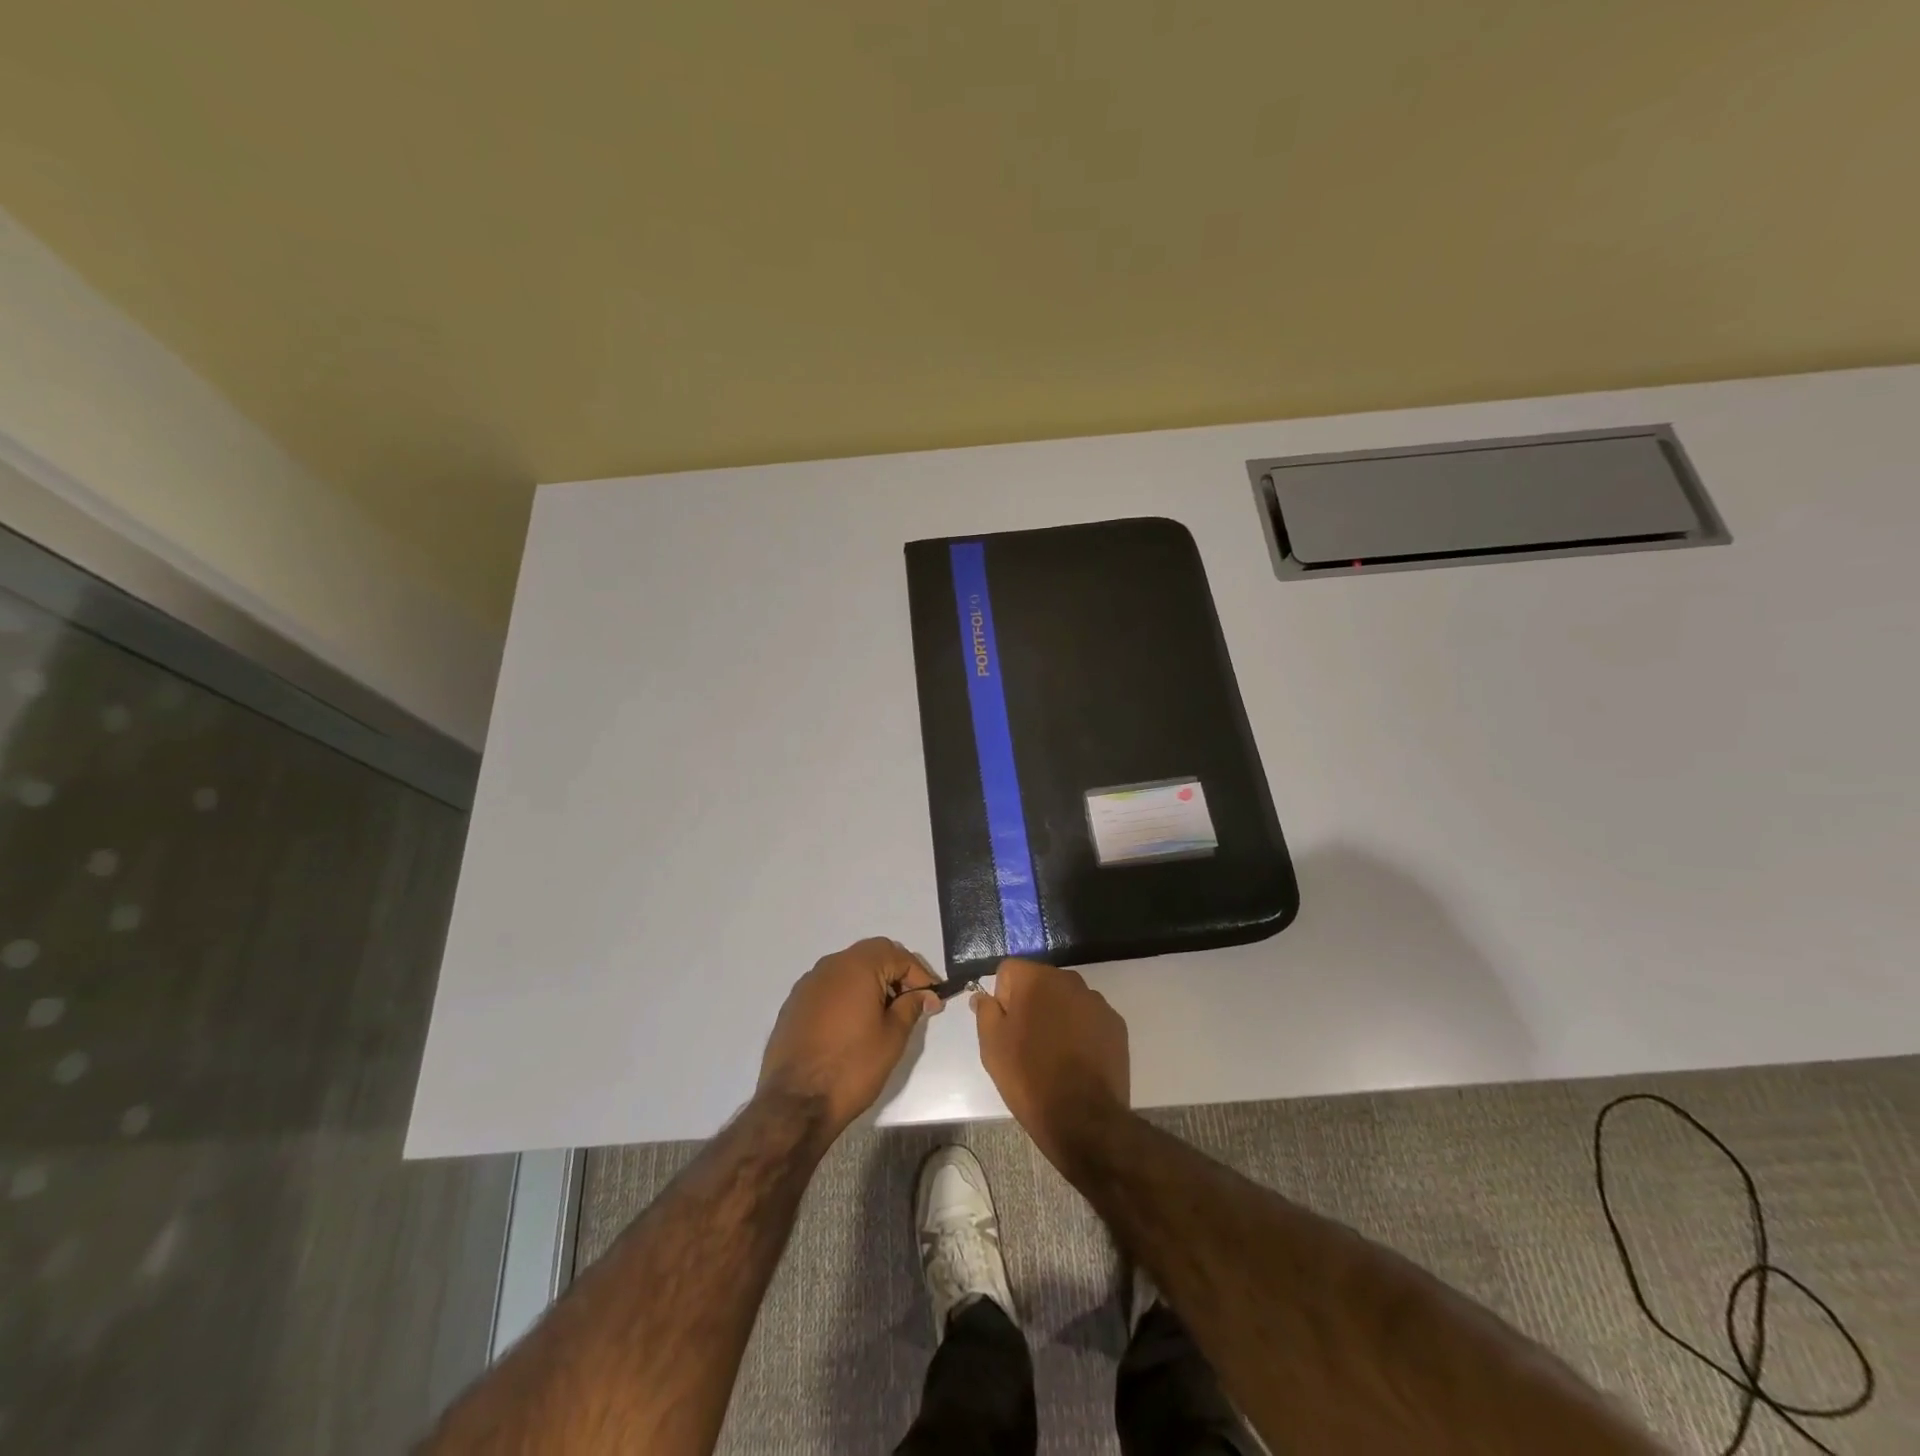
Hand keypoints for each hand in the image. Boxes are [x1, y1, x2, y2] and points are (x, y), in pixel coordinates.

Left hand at [757, 938, 941, 1137]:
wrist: (795, 1103)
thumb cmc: (852, 1066)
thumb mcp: (892, 1037)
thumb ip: (910, 1007)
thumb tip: (924, 994)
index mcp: (857, 966)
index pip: (898, 955)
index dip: (920, 976)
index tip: (932, 1002)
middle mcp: (830, 965)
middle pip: (872, 955)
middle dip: (896, 974)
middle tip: (912, 1003)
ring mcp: (808, 983)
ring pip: (849, 969)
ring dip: (871, 983)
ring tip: (884, 1015)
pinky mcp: (794, 1004)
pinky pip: (829, 987)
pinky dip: (848, 996)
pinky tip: (853, 1025)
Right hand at [973, 959, 1129, 1171]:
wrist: (1083, 1118)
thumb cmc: (1029, 1077)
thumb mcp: (992, 1045)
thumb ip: (985, 1011)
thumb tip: (982, 996)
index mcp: (1036, 979)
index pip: (1009, 971)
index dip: (1002, 997)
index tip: (1005, 1026)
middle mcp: (1069, 980)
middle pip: (1040, 982)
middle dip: (1031, 1003)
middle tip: (1026, 1042)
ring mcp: (1097, 1002)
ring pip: (1066, 999)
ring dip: (1057, 1015)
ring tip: (1054, 1054)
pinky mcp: (1116, 1024)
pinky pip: (1089, 1018)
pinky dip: (1081, 1030)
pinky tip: (1077, 1060)